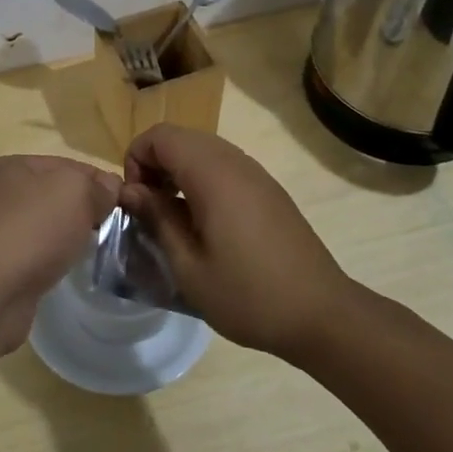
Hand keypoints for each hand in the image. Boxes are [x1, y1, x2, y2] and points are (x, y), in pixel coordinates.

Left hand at [0, 155, 120, 356]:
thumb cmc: (33, 230)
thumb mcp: (75, 192)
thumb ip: (96, 186)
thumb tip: (108, 188)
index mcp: (13, 166)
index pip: (69, 164)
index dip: (99, 181)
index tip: (125, 204)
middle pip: (55, 195)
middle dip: (84, 209)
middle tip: (113, 230)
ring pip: (43, 226)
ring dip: (66, 236)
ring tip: (91, 251)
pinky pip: (32, 253)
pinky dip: (49, 259)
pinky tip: (61, 269)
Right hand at [118, 125, 350, 359]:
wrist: (322, 315)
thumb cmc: (248, 295)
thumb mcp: (188, 266)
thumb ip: (156, 219)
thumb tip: (130, 190)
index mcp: (212, 174)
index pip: (160, 136)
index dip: (136, 160)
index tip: (136, 201)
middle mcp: (235, 162)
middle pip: (180, 138)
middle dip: (154, 164)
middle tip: (149, 209)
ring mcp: (256, 174)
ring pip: (202, 150)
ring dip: (177, 172)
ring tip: (173, 218)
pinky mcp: (268, 190)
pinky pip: (224, 167)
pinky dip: (201, 181)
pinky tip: (204, 225)